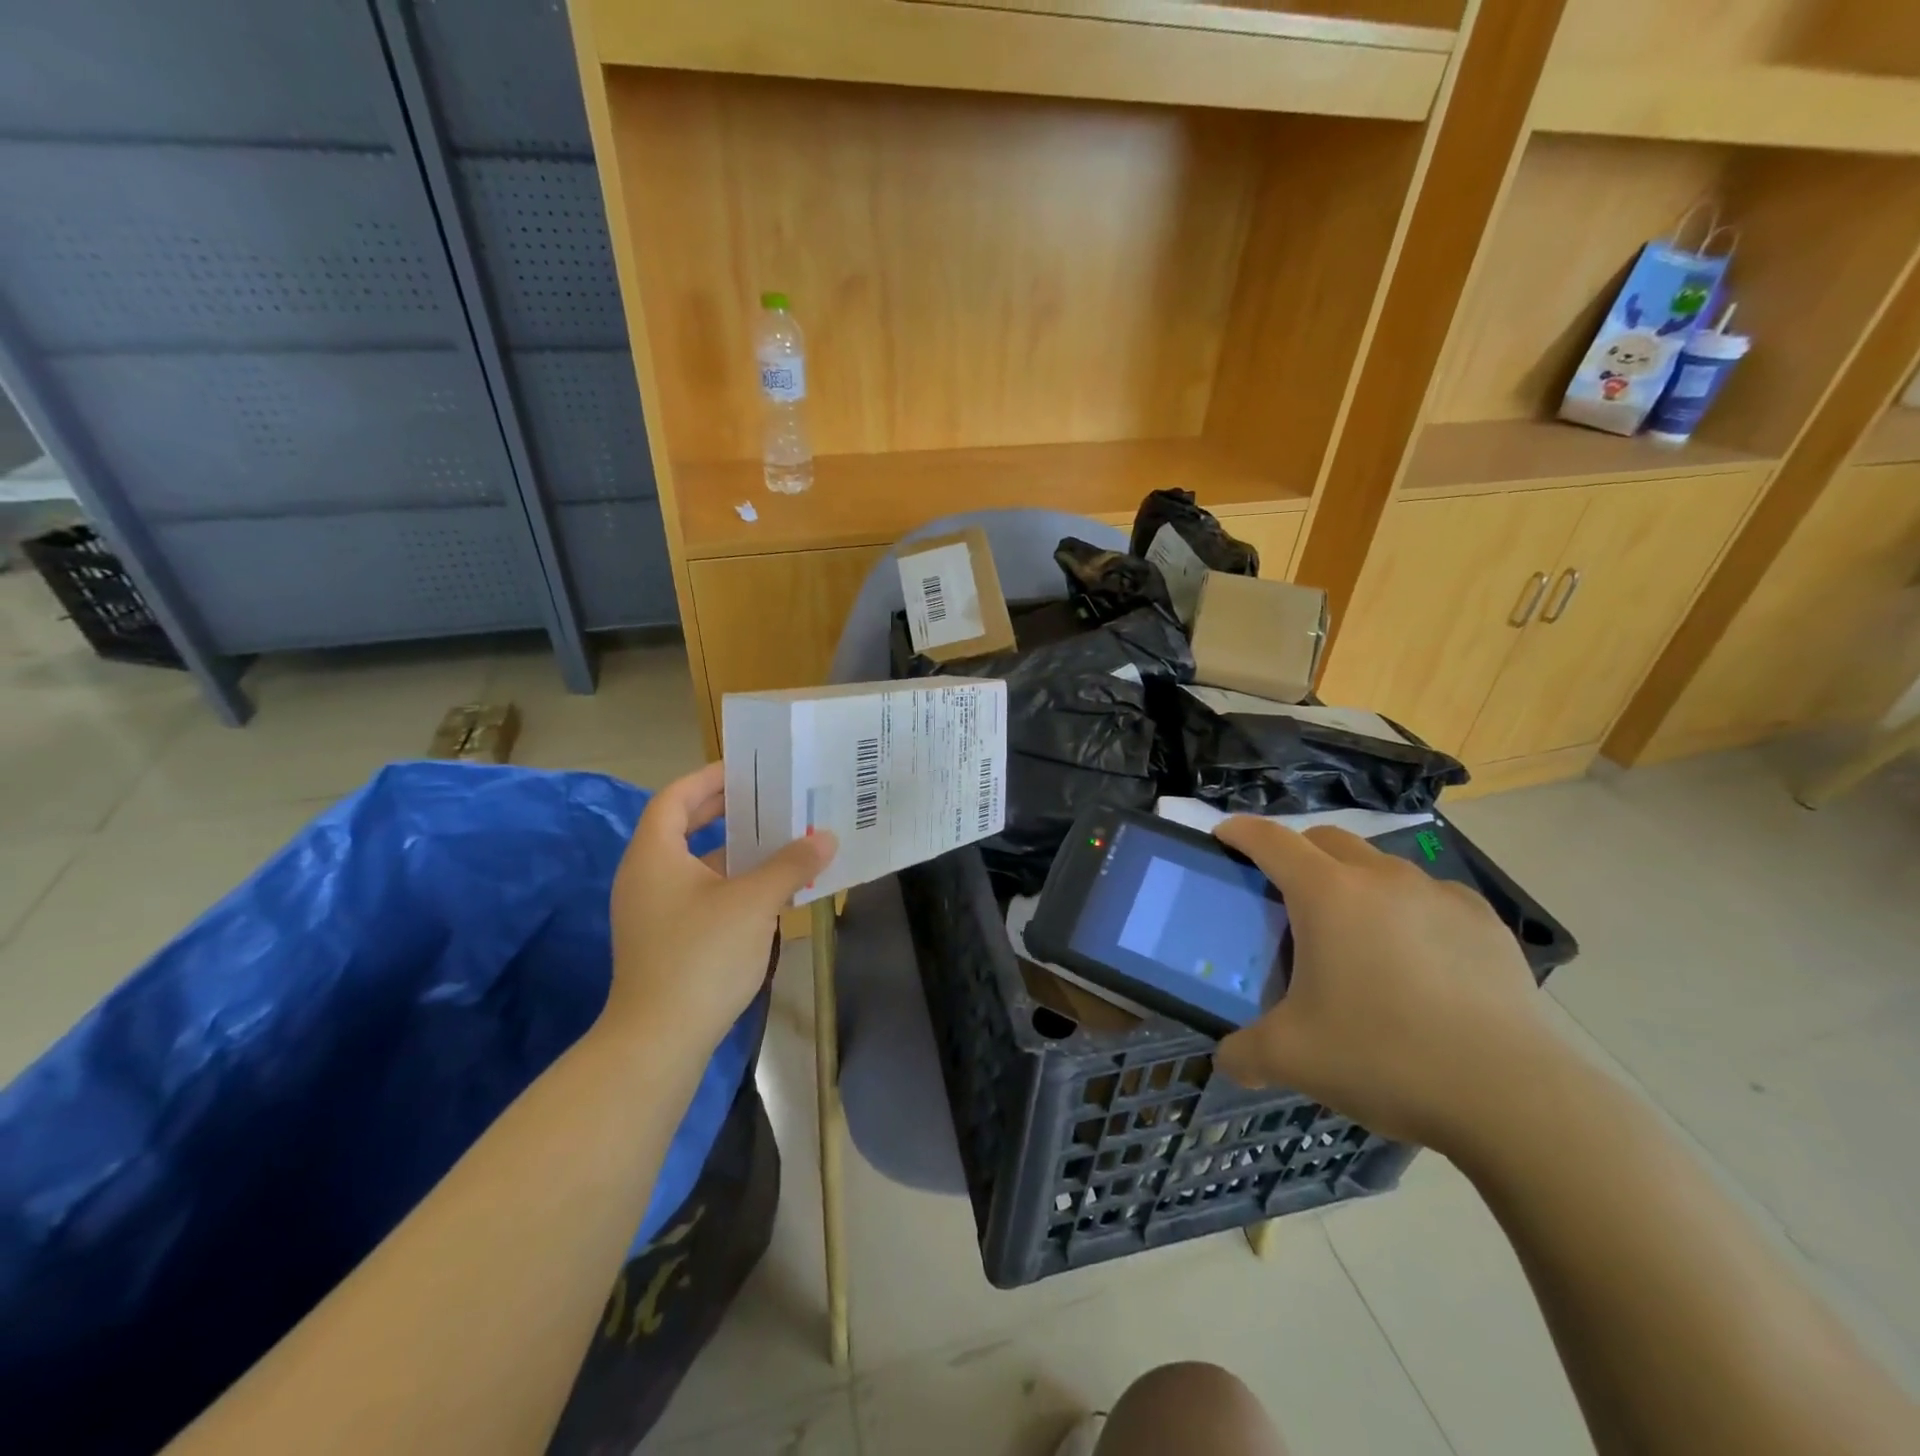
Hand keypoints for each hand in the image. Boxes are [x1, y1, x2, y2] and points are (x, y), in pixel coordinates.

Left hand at [606, 762, 836, 1051]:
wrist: (659, 1040)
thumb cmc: (701, 956)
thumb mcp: (753, 903)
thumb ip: (790, 864)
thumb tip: (826, 838)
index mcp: (654, 854)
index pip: (676, 797)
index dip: (710, 778)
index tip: (749, 769)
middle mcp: (646, 876)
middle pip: (683, 826)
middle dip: (726, 810)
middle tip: (770, 797)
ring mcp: (652, 910)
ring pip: (695, 863)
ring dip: (735, 849)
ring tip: (780, 839)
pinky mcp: (665, 939)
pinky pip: (700, 893)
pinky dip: (731, 883)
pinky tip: (770, 891)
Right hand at [1212, 818, 1554, 1154]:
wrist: (1514, 1097)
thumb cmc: (1385, 1058)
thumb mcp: (1293, 1059)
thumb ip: (1244, 1053)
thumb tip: (1227, 1059)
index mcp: (1327, 894)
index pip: (1270, 840)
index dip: (1239, 832)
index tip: (1222, 837)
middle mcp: (1381, 878)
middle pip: (1325, 839)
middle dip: (1296, 852)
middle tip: (1284, 895)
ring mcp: (1439, 895)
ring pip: (1379, 865)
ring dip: (1353, 881)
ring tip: (1354, 935)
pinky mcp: (1485, 922)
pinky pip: (1430, 896)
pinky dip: (1407, 910)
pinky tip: (1416, 959)